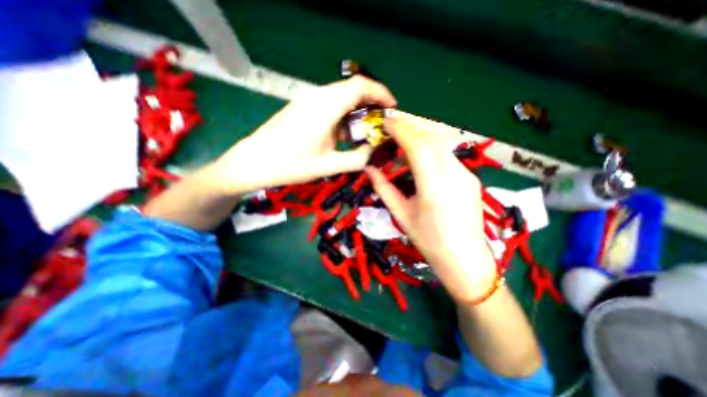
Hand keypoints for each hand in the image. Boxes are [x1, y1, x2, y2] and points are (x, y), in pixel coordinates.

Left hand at [216, 76, 394, 194]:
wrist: (254, 163)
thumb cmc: (290, 165)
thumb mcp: (328, 166)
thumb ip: (357, 159)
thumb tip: (371, 151)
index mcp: (325, 107)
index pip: (360, 86)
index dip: (380, 93)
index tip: (392, 107)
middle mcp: (317, 97)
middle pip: (351, 89)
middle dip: (371, 103)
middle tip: (381, 123)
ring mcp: (307, 101)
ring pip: (341, 97)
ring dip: (356, 111)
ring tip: (365, 131)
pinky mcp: (302, 109)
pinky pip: (329, 105)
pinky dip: (343, 116)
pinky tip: (343, 134)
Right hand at [367, 112, 492, 302]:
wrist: (464, 259)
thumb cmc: (428, 240)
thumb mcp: (401, 214)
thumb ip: (383, 188)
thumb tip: (369, 169)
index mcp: (433, 185)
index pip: (417, 145)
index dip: (400, 129)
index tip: (385, 122)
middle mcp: (454, 174)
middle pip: (431, 138)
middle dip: (410, 127)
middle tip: (392, 127)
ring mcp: (466, 174)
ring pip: (441, 145)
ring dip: (420, 137)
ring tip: (403, 141)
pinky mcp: (471, 178)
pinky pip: (448, 156)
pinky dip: (431, 150)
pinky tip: (421, 158)